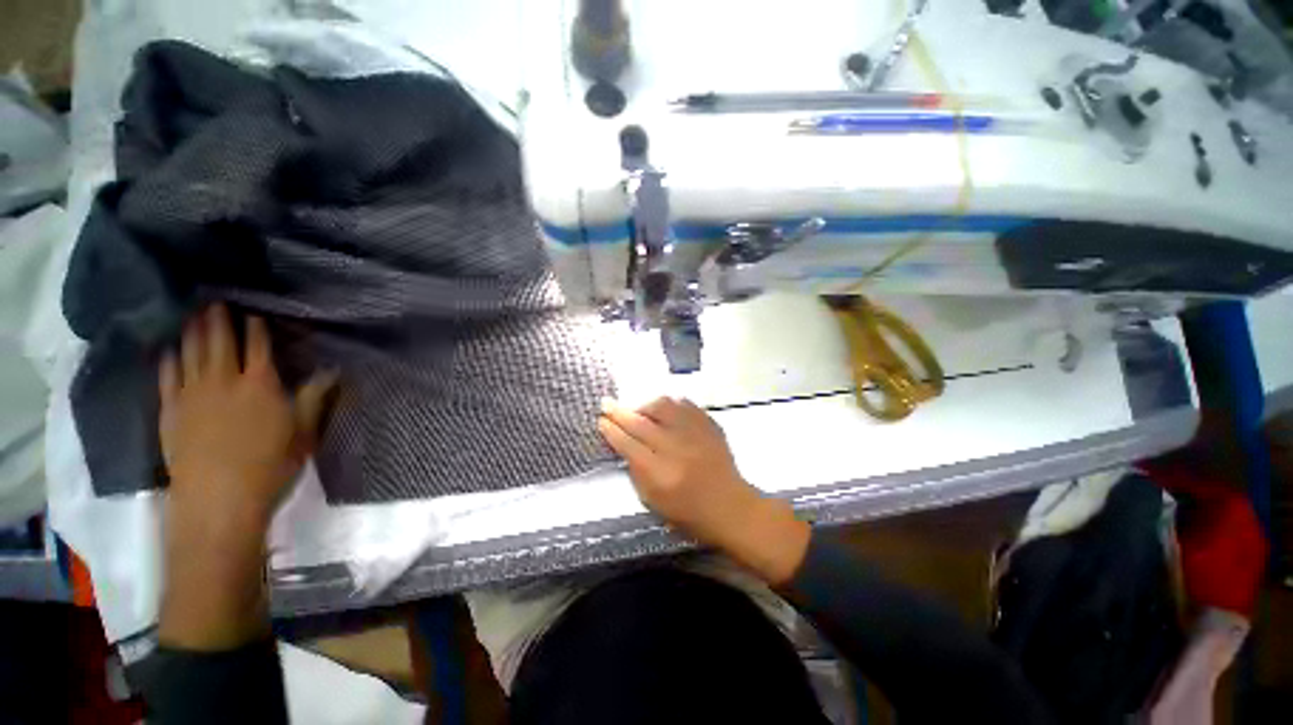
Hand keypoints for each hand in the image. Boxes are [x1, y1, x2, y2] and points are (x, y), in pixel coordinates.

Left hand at [159, 304, 333, 522]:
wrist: (218, 498)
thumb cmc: (270, 464)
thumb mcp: (303, 432)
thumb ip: (313, 397)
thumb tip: (333, 371)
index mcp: (261, 384)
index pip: (258, 346)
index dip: (256, 326)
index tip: (253, 311)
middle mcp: (224, 380)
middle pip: (220, 341)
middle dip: (218, 318)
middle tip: (215, 300)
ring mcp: (192, 393)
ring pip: (191, 351)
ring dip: (192, 330)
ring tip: (193, 313)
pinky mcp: (170, 409)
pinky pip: (167, 375)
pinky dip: (169, 357)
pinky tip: (170, 348)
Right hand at [598, 397, 810, 584]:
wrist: (731, 506)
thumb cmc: (689, 513)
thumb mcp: (653, 502)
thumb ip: (636, 471)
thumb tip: (623, 443)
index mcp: (659, 473)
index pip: (627, 444)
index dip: (611, 430)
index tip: (601, 420)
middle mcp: (676, 448)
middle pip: (640, 422)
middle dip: (619, 411)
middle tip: (607, 404)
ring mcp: (695, 433)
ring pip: (663, 406)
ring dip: (645, 406)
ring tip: (640, 411)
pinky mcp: (709, 425)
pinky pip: (684, 404)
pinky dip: (670, 405)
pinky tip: (665, 411)